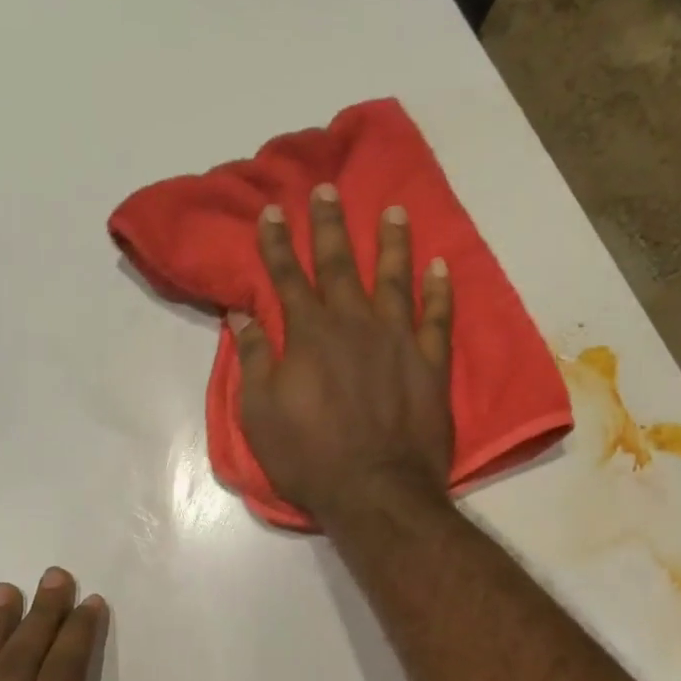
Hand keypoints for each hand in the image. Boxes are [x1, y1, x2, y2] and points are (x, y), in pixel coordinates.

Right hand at [233, 184, 454, 522]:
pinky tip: (439, 266)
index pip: (286, 277)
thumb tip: (241, 317)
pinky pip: (438, 317)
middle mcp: (353, 324)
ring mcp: (397, 340)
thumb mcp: (261, 415)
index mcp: (308, 335)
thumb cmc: (309, 459)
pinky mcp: (431, 364)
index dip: (275, 243)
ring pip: (393, 278)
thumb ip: (253, 361)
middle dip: (328, 225)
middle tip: (327, 189)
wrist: (376, 491)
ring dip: (391, 242)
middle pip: (338, 264)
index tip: (270, 211)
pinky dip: (439, 290)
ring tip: (393, 211)